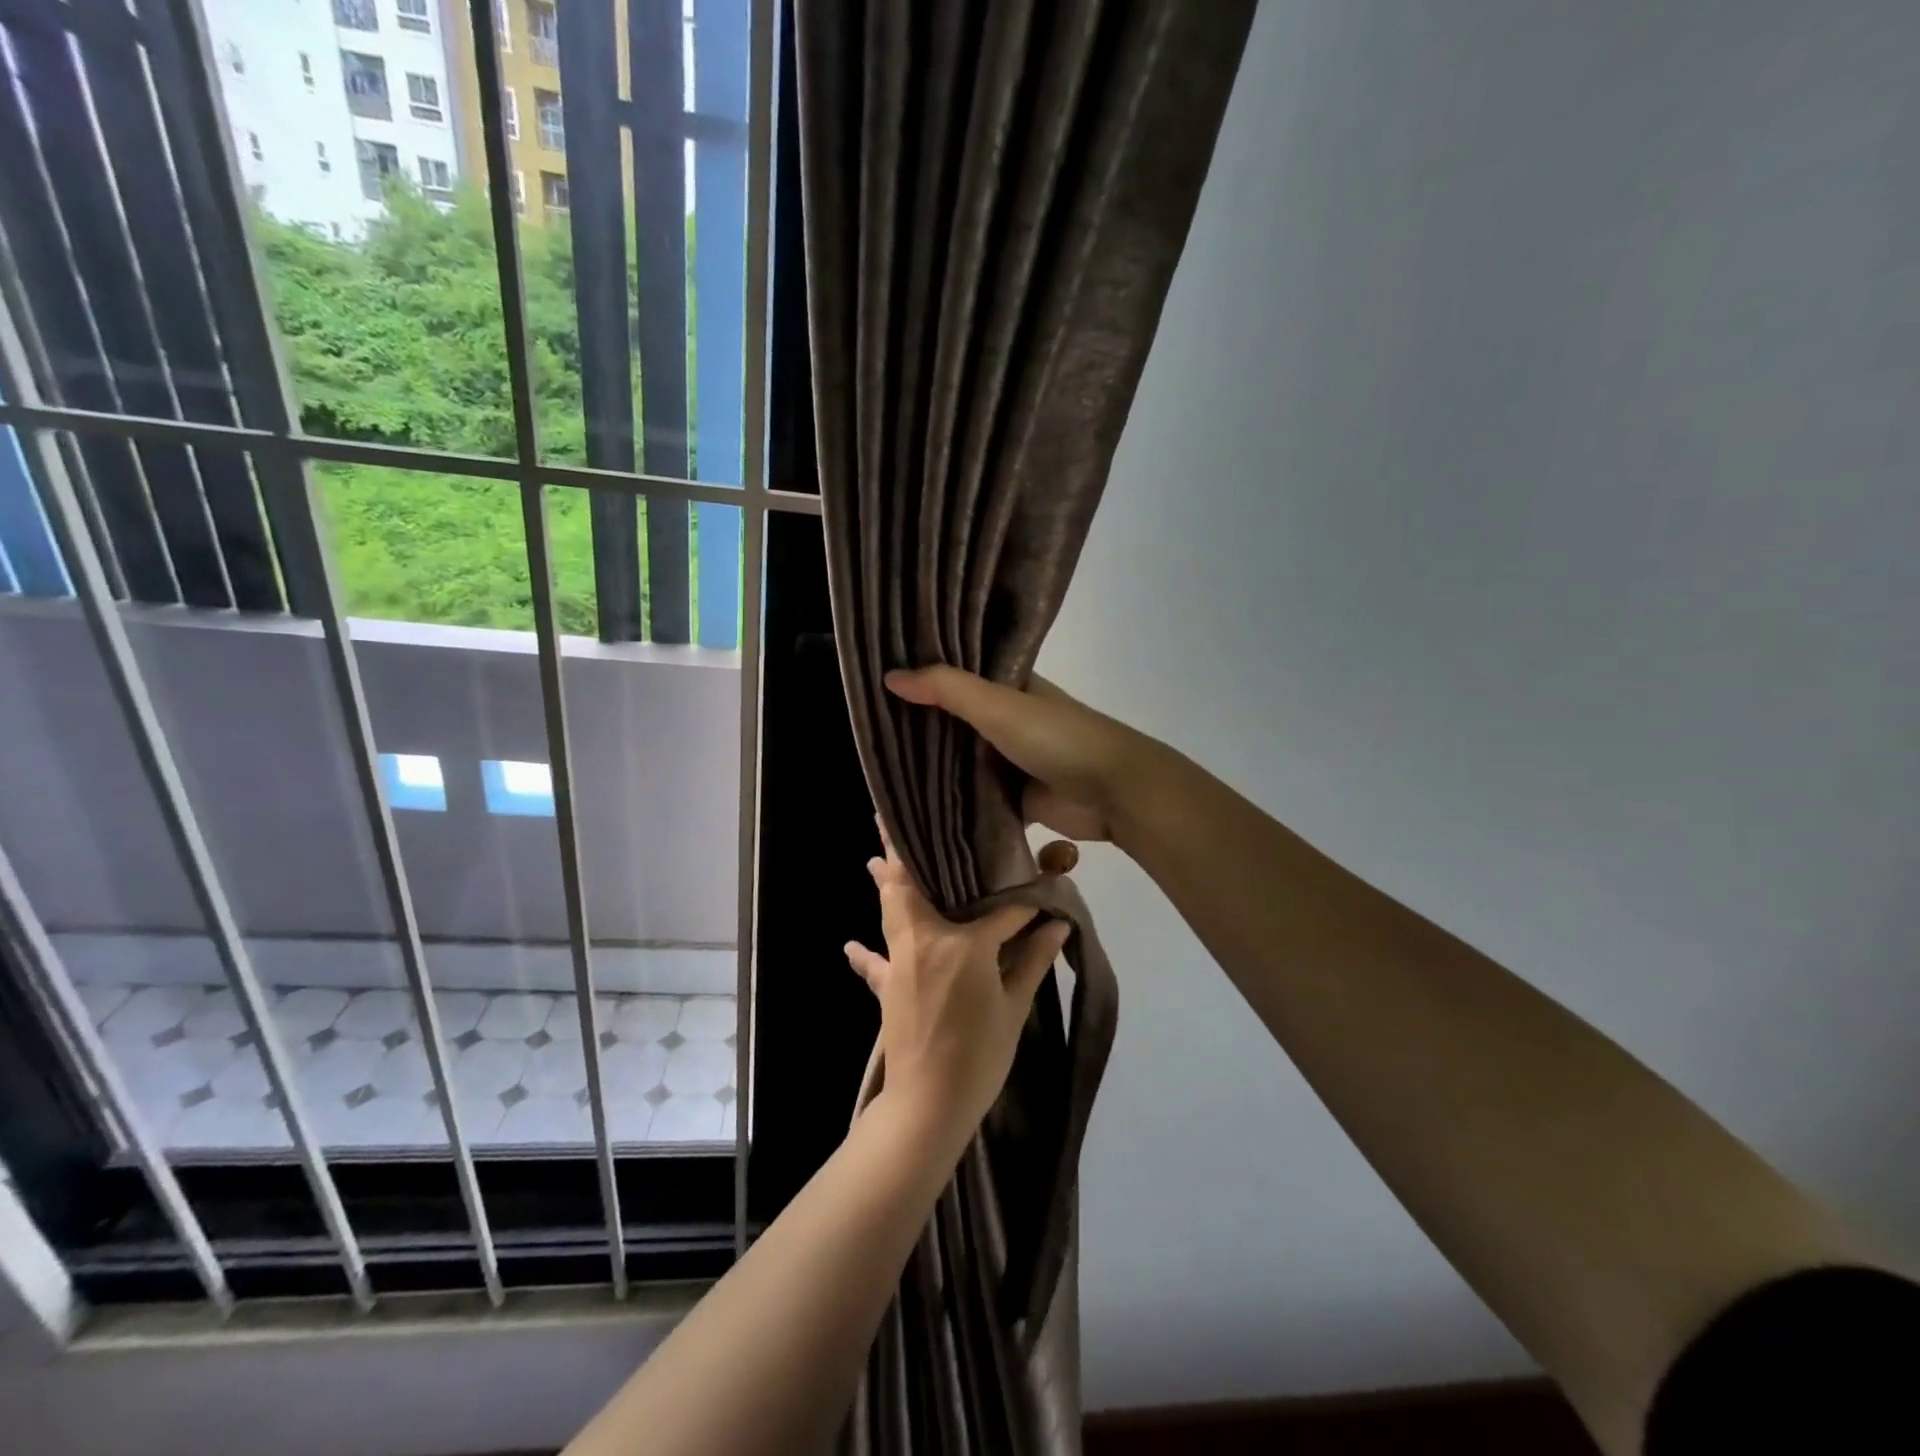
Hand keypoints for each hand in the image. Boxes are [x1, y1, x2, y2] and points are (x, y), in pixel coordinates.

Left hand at [844, 831, 1072, 1135]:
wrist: (928, 1104)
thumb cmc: (980, 1056)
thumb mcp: (1015, 1008)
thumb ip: (1033, 961)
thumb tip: (1058, 926)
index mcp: (963, 944)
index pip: (1000, 910)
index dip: (1023, 902)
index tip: (1040, 889)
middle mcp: (925, 940)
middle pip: (913, 886)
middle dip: (903, 852)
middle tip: (892, 818)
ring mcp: (901, 961)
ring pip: (890, 910)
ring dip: (884, 883)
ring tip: (872, 857)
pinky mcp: (886, 986)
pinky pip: (874, 963)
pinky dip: (865, 953)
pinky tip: (851, 944)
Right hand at [884, 666, 1160, 843]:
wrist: (1113, 792)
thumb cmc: (1057, 738)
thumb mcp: (998, 705)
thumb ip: (946, 689)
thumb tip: (889, 677)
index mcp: (1009, 686)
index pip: (957, 674)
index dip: (923, 674)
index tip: (878, 677)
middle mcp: (1007, 718)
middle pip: (955, 720)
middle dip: (921, 725)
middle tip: (868, 727)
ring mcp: (1011, 760)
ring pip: (962, 760)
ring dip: (934, 765)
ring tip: (879, 764)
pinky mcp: (1015, 797)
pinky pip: (975, 796)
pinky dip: (952, 799)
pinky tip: (913, 802)